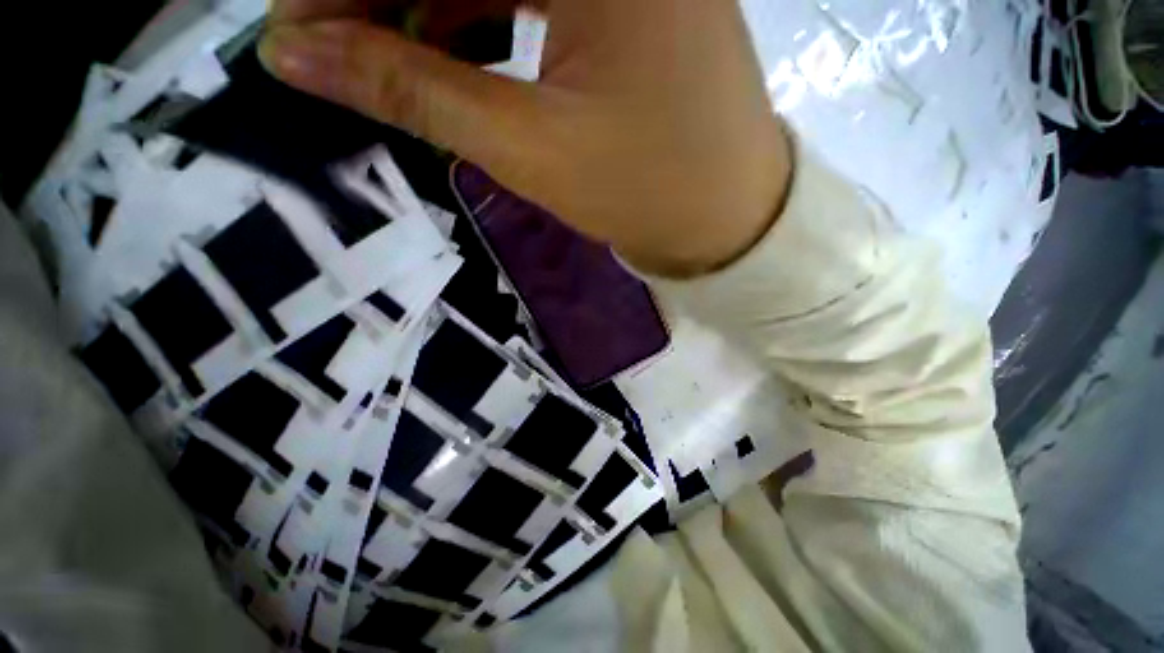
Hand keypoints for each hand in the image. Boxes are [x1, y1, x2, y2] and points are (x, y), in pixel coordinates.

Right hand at [261, 0, 790, 274]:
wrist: (723, 219)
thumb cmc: (644, 192)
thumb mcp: (527, 146)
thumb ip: (412, 88)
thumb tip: (297, 52)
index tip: (296, 30)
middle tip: (332, 48)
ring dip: (431, 6)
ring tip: (389, 59)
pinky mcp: (631, 3)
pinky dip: (482, 16)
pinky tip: (457, 52)